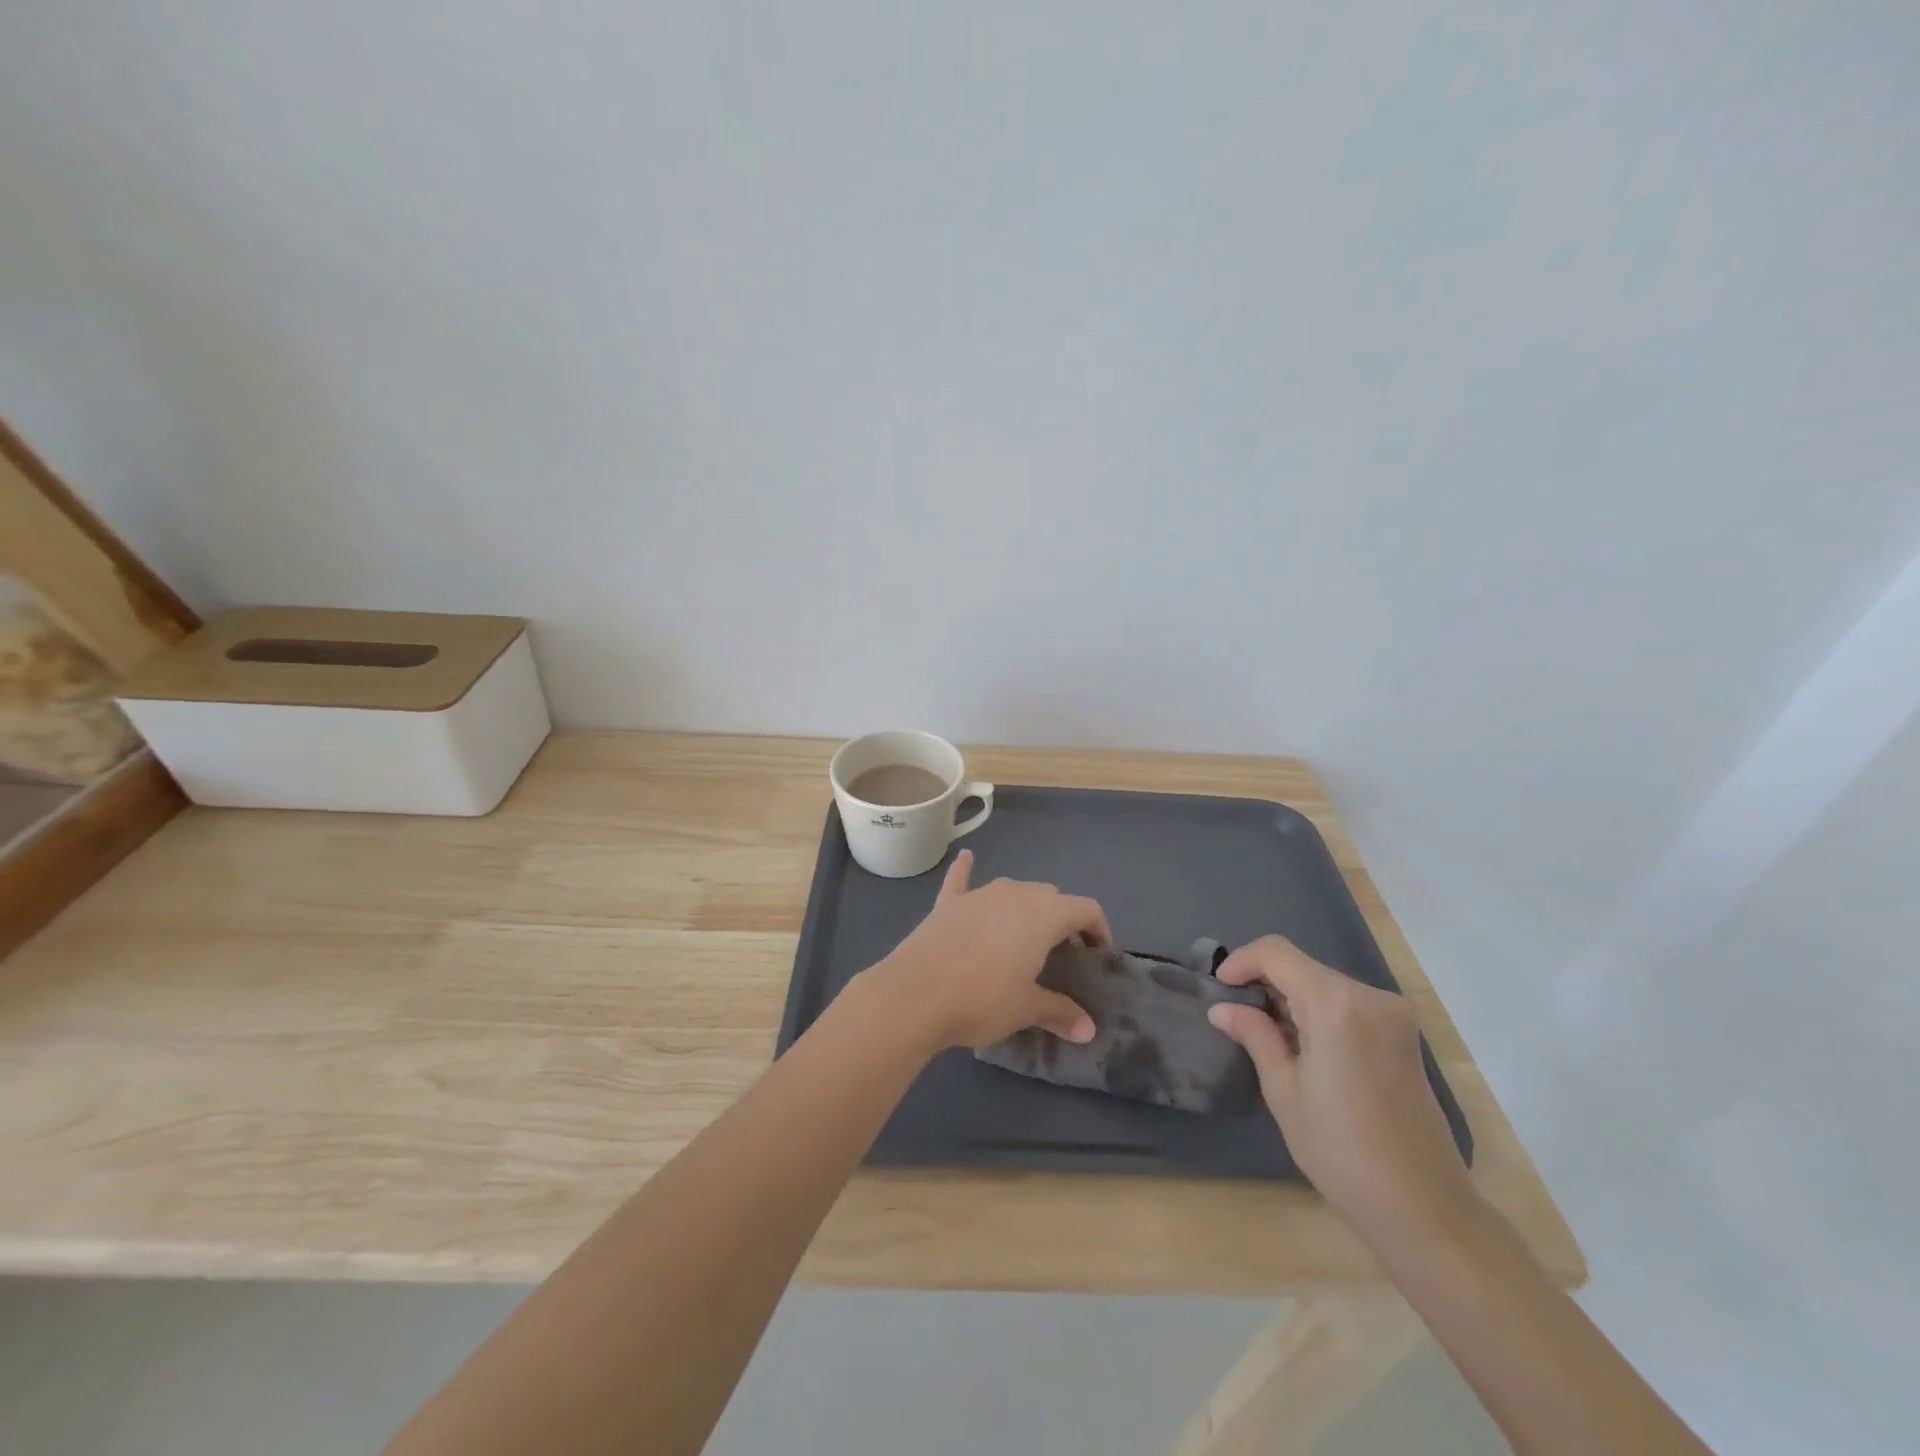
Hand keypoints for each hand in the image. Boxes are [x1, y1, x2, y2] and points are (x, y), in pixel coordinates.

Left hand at [864, 849, 1107, 1052]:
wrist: (914, 994)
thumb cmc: (982, 999)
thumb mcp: (1026, 1008)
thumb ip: (1060, 1012)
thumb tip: (1088, 1030)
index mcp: (1043, 914)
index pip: (1086, 908)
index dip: (1099, 930)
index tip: (1098, 957)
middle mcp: (1014, 893)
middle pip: (1050, 896)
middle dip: (1062, 920)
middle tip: (1061, 956)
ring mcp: (978, 894)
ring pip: (1013, 890)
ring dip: (1025, 907)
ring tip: (1025, 937)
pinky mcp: (947, 903)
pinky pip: (961, 879)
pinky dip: (966, 870)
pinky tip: (966, 857)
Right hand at [1207, 936, 1477, 1244]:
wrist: (1423, 1208)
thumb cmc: (1341, 1150)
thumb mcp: (1284, 1091)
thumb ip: (1255, 1036)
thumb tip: (1222, 1008)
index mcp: (1336, 1005)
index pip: (1277, 953)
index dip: (1242, 961)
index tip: (1220, 988)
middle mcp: (1370, 997)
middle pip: (1303, 967)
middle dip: (1265, 982)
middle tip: (1237, 1015)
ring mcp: (1393, 1015)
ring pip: (1325, 984)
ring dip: (1291, 998)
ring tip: (1265, 1035)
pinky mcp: (1403, 1035)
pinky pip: (1348, 1004)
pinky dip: (1318, 1012)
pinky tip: (1303, 1046)